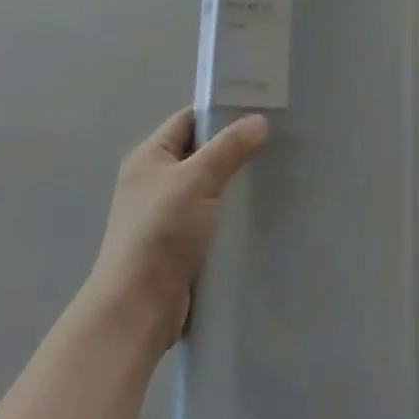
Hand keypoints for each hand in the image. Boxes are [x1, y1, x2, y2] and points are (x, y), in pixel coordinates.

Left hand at [84, 108, 267, 352]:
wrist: (138, 309)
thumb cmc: (160, 233)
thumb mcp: (196, 180)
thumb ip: (228, 148)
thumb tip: (258, 120)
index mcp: (150, 158)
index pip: (189, 120)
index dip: (222, 112)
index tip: (262, 109)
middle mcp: (157, 182)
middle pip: (203, 153)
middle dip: (237, 148)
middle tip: (279, 141)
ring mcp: (169, 215)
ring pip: (212, 187)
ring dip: (239, 184)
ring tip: (280, 173)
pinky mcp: (183, 245)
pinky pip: (215, 217)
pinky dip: (236, 214)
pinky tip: (265, 211)